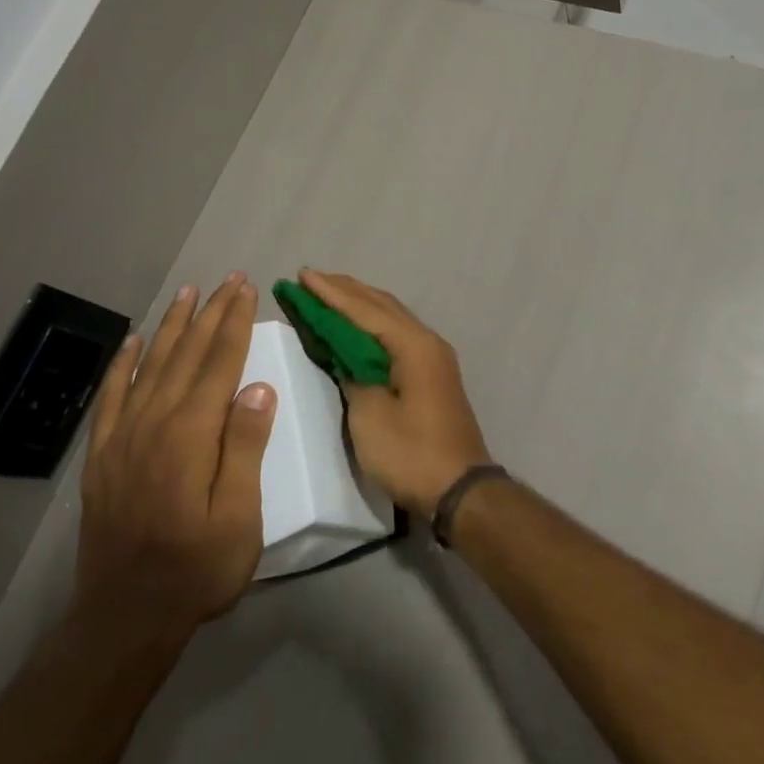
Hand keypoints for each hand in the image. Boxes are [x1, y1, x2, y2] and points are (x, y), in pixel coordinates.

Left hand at [75, 275, 275, 629]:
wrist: (124, 618)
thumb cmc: (197, 570)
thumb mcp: (239, 518)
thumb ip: (245, 449)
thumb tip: (259, 388)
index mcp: (190, 437)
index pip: (219, 365)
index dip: (235, 324)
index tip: (247, 290)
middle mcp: (154, 425)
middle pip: (186, 356)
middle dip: (210, 314)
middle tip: (227, 280)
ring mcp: (123, 439)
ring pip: (151, 367)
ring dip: (172, 327)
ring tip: (187, 294)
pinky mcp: (103, 456)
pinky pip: (114, 397)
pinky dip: (125, 365)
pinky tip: (135, 343)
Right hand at [299, 270, 491, 519]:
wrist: (460, 489)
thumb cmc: (411, 452)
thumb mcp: (370, 415)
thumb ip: (353, 375)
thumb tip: (346, 356)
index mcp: (413, 345)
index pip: (364, 309)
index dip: (330, 293)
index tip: (302, 274)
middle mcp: (427, 341)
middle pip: (382, 306)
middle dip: (346, 291)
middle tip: (311, 278)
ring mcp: (433, 358)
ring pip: (392, 318)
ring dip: (360, 305)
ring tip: (329, 293)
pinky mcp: (432, 375)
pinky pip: (397, 336)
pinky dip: (372, 326)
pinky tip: (357, 327)